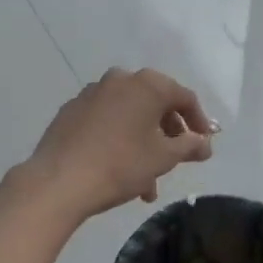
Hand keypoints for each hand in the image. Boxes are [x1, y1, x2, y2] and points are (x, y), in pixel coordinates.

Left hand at [7, 68, 216, 224]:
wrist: (58, 181)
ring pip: (129, 114)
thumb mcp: (163, 158)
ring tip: (146, 183)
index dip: (198, 121)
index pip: (184, 97)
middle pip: (155, 103)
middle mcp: (120, 79)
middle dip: (168, 134)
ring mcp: (92, 93)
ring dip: (143, 142)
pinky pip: (106, 120)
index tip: (204, 144)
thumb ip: (190, 146)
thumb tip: (205, 143)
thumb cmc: (120, 165)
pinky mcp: (71, 110)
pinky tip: (117, 167)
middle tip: (176, 160)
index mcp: (147, 84)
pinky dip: (118, 137)